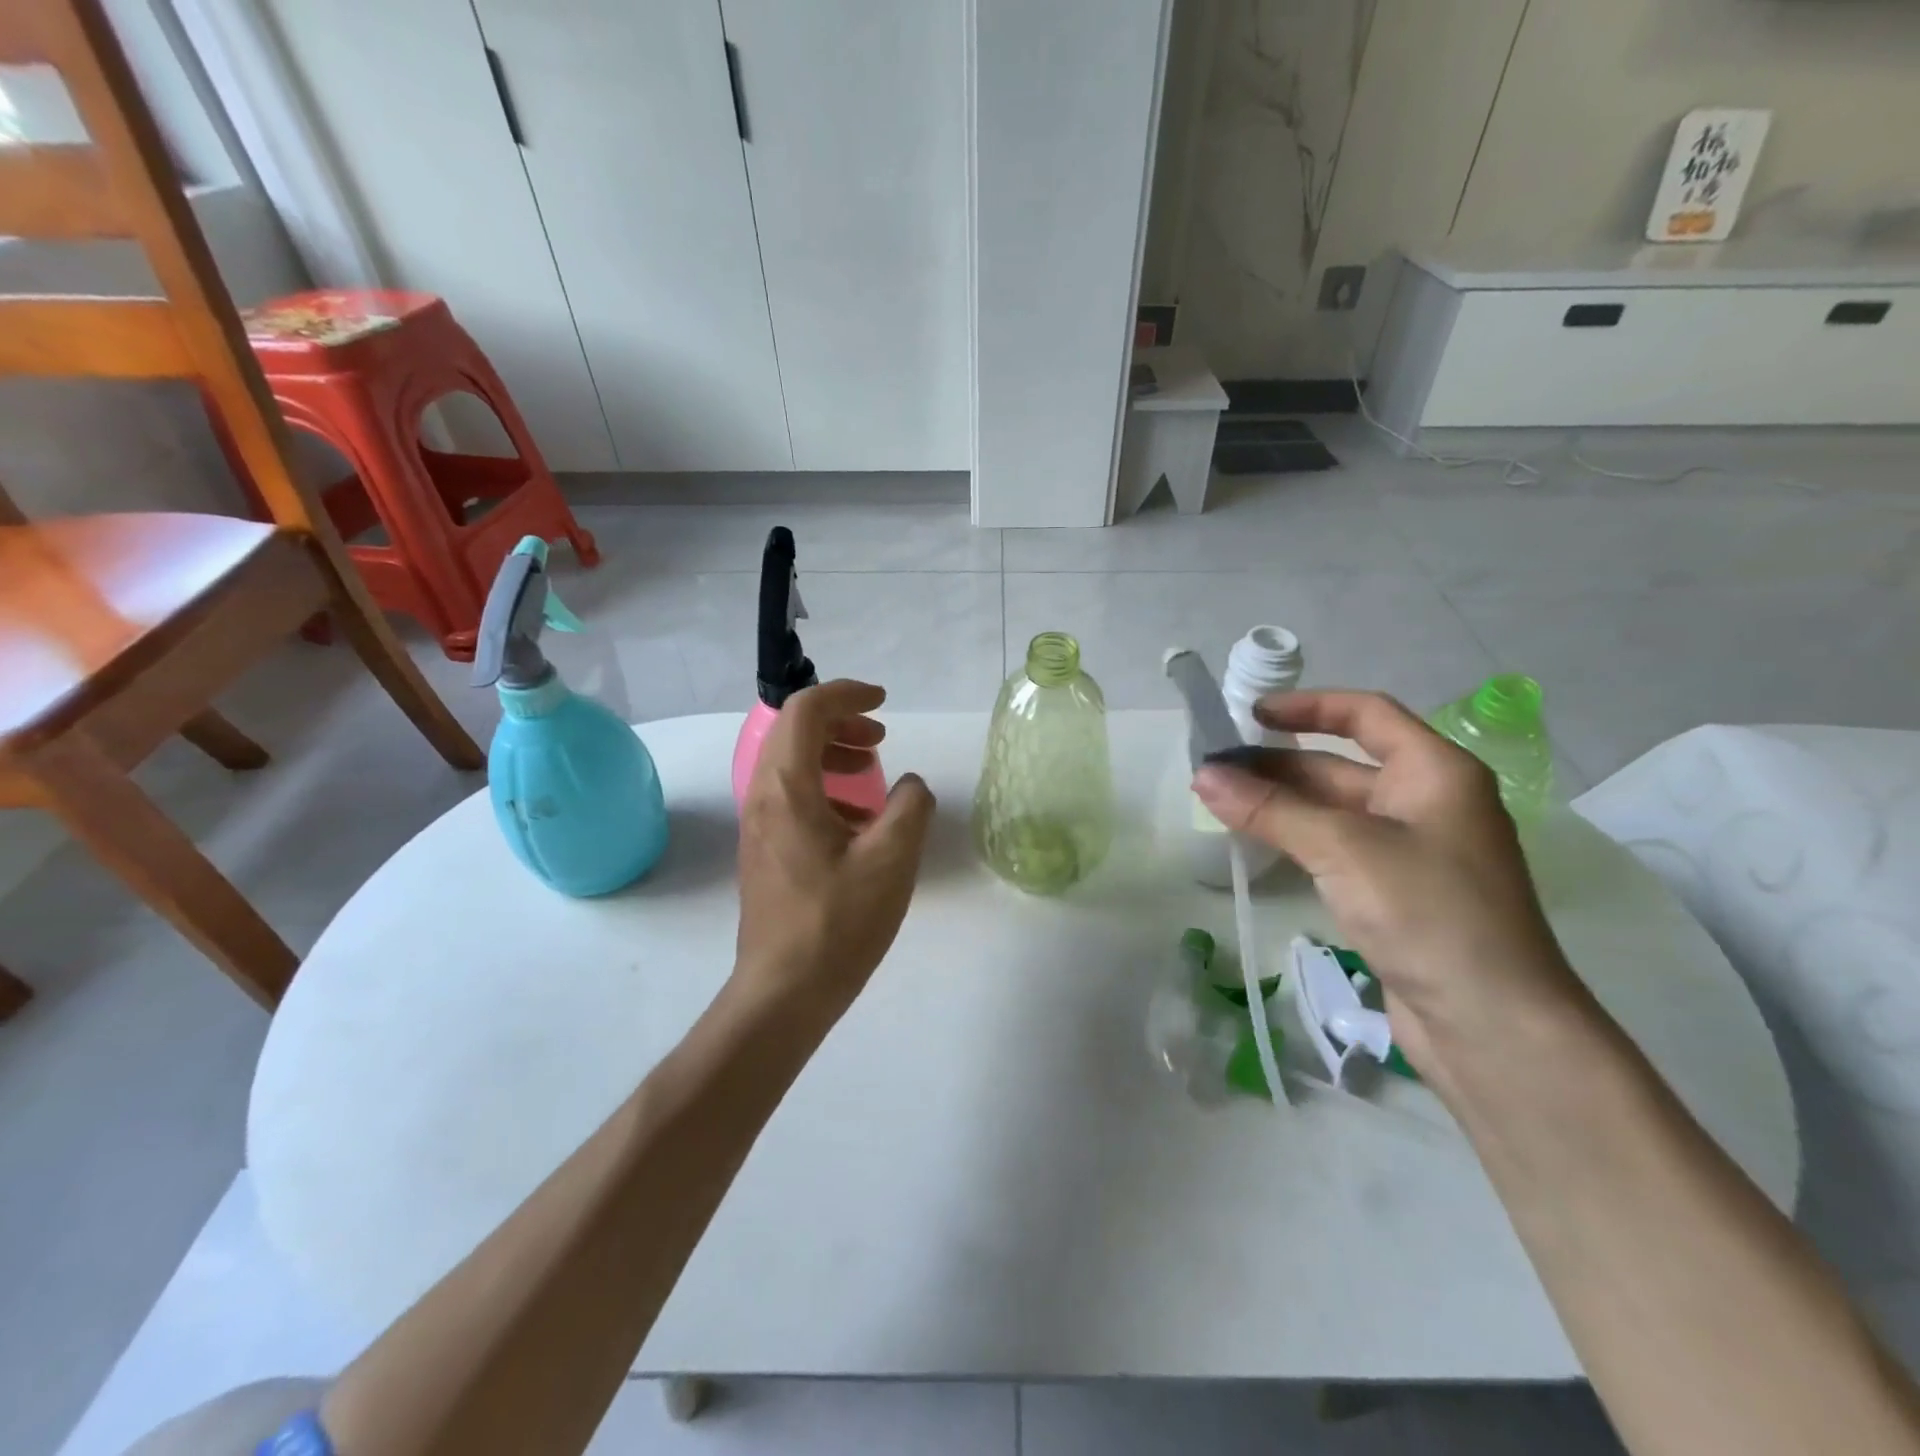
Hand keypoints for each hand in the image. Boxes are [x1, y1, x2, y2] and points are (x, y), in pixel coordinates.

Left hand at [734, 680, 935, 1016]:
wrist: (784, 992)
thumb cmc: (838, 922)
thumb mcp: (892, 859)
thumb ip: (911, 807)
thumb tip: (910, 786)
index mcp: (787, 787)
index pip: (806, 710)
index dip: (847, 694)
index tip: (884, 702)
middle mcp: (762, 796)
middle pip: (793, 731)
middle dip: (839, 721)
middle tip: (879, 736)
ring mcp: (757, 825)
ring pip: (789, 763)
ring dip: (830, 753)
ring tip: (870, 772)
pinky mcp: (763, 850)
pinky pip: (789, 795)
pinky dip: (822, 786)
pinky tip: (856, 821)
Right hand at [1192, 691, 1588, 1087]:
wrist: (1493, 1025)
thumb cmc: (1428, 913)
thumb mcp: (1343, 848)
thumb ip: (1270, 809)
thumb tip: (1203, 776)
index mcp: (1436, 772)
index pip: (1367, 715)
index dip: (1308, 706)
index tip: (1249, 714)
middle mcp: (1428, 803)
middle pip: (1342, 765)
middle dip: (1278, 763)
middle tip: (1214, 768)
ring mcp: (1413, 851)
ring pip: (1335, 810)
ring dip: (1281, 803)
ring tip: (1221, 801)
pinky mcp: (1397, 893)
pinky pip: (1338, 848)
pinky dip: (1297, 838)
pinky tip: (1257, 842)